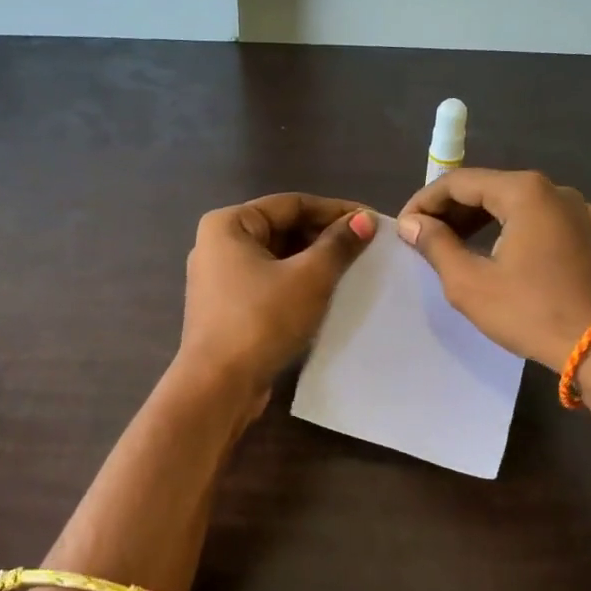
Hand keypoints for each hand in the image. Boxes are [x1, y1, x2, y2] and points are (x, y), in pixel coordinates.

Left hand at [178, 193, 376, 401]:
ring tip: (354, 270)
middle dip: (325, 237)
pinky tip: (327, 296)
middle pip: (283, 229)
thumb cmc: (262, 320)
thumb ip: (338, 245)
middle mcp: (218, 245)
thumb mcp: (309, 278)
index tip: (372, 221)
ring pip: (277, 259)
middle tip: (367, 248)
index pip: (292, 204)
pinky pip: (269, 284)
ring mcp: (220, 279)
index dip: (335, 211)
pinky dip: (297, 285)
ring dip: (314, 263)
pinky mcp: (228, 309)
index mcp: (229, 224)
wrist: (219, 385)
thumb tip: (364, 220)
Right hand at [397, 168, 590, 368]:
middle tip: (423, 238)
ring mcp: (577, 211)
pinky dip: (508, 229)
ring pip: (514, 204)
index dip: (425, 201)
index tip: (404, 227)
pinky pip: (537, 220)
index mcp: (525, 191)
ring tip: (450, 246)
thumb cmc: (531, 312)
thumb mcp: (470, 282)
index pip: (460, 182)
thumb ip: (436, 245)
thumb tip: (412, 223)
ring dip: (478, 220)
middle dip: (451, 210)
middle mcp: (554, 190)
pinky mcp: (588, 234)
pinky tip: (493, 252)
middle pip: (489, 188)